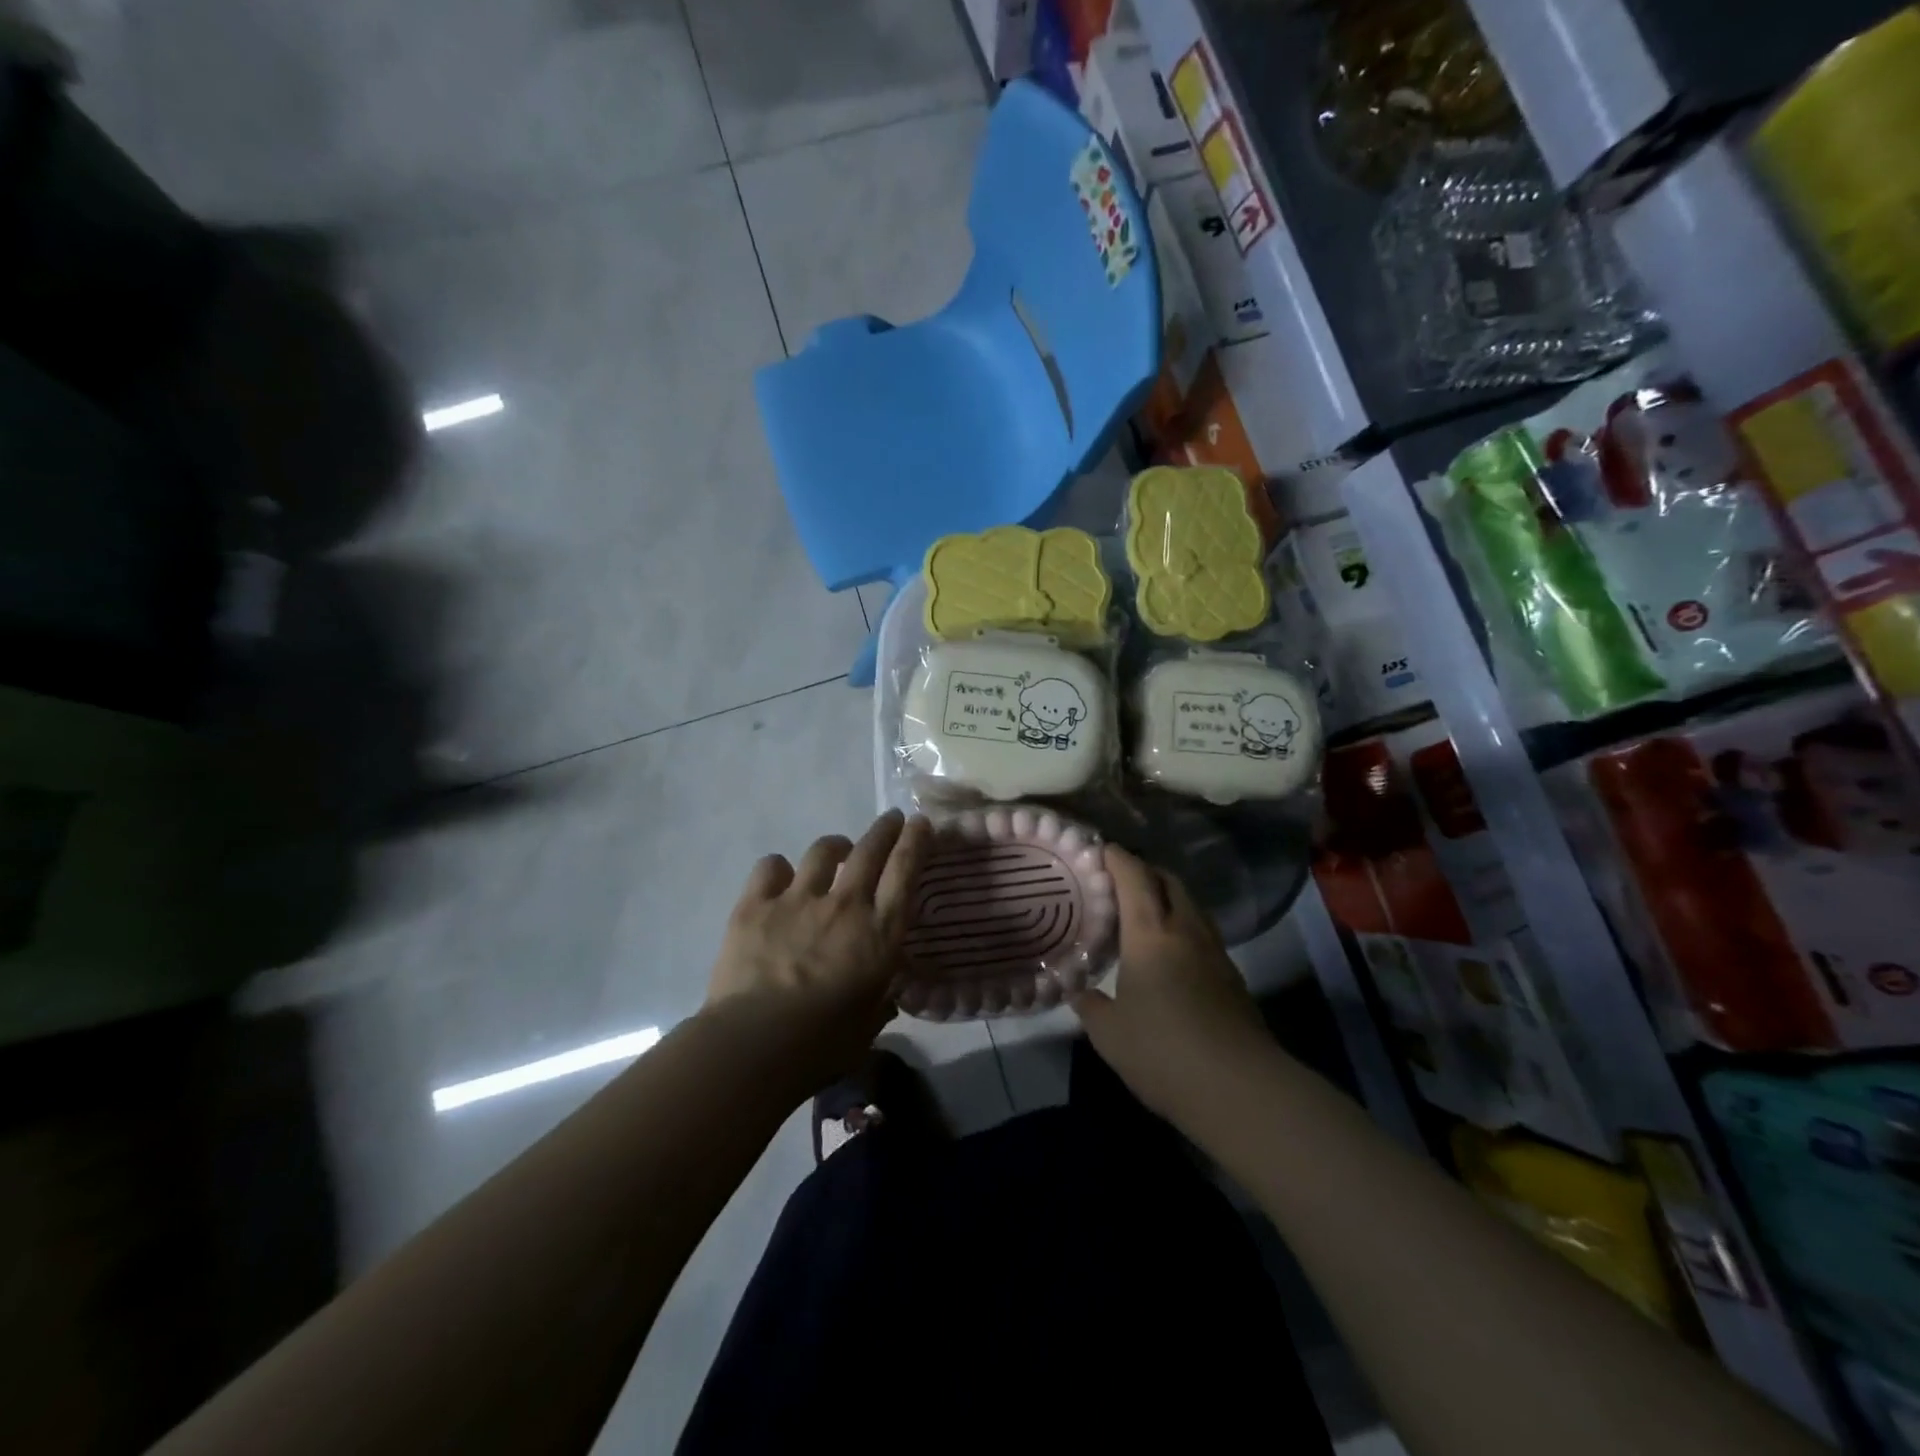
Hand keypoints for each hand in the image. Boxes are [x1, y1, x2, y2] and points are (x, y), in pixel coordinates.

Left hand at [705, 809, 931, 1093]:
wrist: (754, 1044)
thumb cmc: (822, 1044)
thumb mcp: (868, 1024)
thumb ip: (880, 1001)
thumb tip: (886, 995)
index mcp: (879, 933)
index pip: (905, 871)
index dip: (916, 841)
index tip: (920, 822)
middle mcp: (844, 904)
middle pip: (870, 849)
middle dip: (884, 829)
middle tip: (890, 820)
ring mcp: (798, 899)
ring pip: (822, 850)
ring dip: (835, 846)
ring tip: (835, 852)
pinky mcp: (756, 904)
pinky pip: (771, 866)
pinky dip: (780, 868)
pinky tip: (780, 878)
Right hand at [1070, 847, 1268, 1120]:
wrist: (1239, 1088)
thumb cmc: (1162, 1051)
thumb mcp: (1109, 1033)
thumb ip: (1089, 1005)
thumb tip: (1077, 990)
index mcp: (1151, 933)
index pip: (1134, 876)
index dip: (1117, 857)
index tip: (1100, 849)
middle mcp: (1186, 930)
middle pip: (1169, 881)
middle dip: (1144, 871)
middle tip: (1118, 880)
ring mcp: (1215, 952)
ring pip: (1191, 905)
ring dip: (1167, 897)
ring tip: (1142, 913)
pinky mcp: (1232, 976)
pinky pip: (1202, 933)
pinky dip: (1182, 926)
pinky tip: (1168, 953)